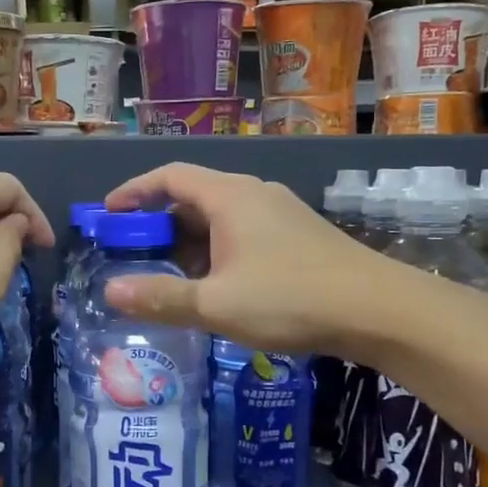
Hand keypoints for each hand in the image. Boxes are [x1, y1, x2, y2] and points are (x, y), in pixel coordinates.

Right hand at [101, 163, 373, 352]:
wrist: (379, 309)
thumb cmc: (290, 298)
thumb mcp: (217, 304)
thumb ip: (161, 297)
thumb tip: (109, 292)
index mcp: (229, 197)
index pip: (169, 177)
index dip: (134, 191)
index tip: (108, 214)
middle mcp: (254, 194)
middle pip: (193, 197)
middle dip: (158, 224)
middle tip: (132, 254)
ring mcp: (280, 214)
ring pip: (219, 218)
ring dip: (188, 242)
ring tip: (168, 276)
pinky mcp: (298, 236)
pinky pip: (242, 233)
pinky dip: (216, 251)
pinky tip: (216, 286)